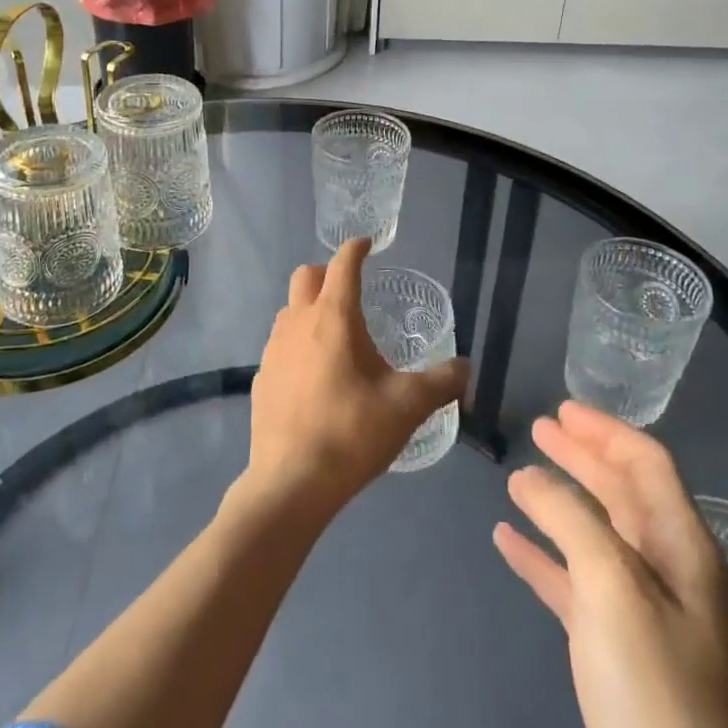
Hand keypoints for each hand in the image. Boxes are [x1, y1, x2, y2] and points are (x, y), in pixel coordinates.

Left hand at [245, 239, 468, 516]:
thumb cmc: (352, 433)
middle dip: (327, 273)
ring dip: (310, 309)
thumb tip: (466, 367)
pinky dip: (298, 344)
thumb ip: (442, 382)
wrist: (291, 483)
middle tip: (352, 292)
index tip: (367, 244)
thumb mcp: (407, 406)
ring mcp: (273, 350)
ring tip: (336, 336)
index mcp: (333, 317)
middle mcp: (298, 322)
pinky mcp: (261, 378)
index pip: (342, 265)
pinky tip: (314, 376)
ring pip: (289, 310)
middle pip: (305, 277)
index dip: (356, 249)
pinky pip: (280, 345)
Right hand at [493, 402, 727, 727]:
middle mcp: (666, 571)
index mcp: (682, 547)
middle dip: (582, 458)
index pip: (647, 464)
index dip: (606, 431)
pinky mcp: (611, 650)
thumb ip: (571, 518)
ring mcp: (639, 613)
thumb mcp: (612, 584)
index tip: (562, 408)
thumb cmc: (649, 683)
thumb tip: (530, 476)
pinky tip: (508, 541)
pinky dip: (542, 555)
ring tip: (518, 477)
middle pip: (622, 494)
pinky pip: (572, 582)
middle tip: (540, 429)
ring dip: (558, 502)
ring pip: (594, 535)